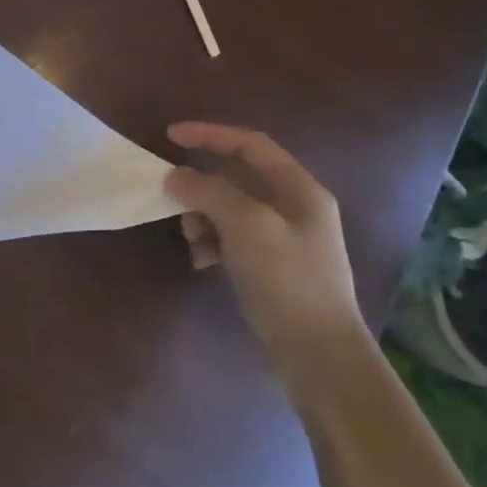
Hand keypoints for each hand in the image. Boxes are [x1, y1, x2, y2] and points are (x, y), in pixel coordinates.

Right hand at [164, 122, 364, 361]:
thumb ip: (208, 191)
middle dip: (200, 184)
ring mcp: (283, 237)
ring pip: (229, 208)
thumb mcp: (246, 225)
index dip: (209, 135)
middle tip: (171, 195)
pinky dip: (211, 241)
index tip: (169, 137)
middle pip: (237, 177)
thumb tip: (174, 175)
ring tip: (190, 238)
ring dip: (202, 216)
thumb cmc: (287, 278)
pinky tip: (201, 261)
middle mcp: (294, 207)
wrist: (317, 351)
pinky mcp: (270, 264)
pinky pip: (231, 237)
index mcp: (298, 189)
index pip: (250, 144)